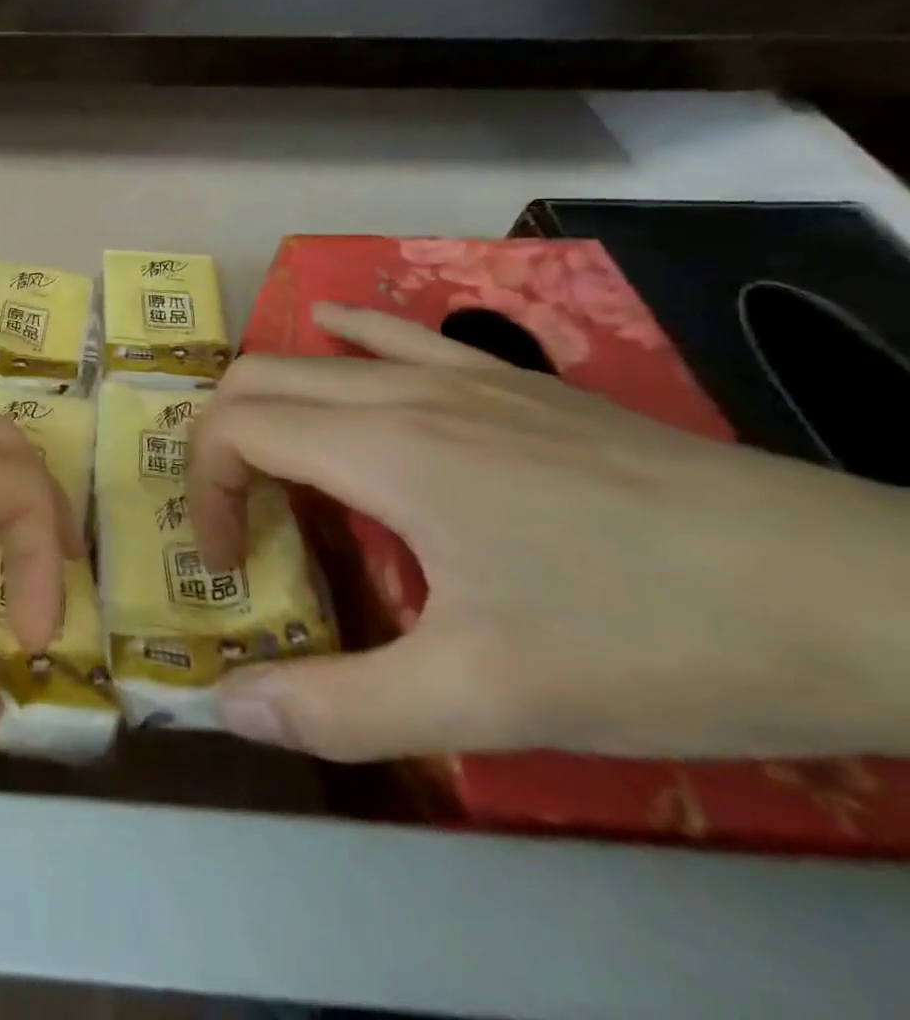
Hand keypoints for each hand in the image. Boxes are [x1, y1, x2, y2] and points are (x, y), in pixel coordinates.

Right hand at [187, 304, 909, 763]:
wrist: (870, 596)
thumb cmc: (655, 640)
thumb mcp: (486, 701)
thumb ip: (341, 708)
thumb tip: (227, 708)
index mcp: (380, 447)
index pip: (233, 428)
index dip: (202, 490)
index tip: (229, 563)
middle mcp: (403, 392)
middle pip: (256, 379)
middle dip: (219, 445)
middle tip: (242, 522)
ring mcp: (463, 376)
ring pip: (316, 355)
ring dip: (269, 402)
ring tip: (275, 465)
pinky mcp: (516, 383)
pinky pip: (398, 337)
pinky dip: (343, 339)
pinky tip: (337, 341)